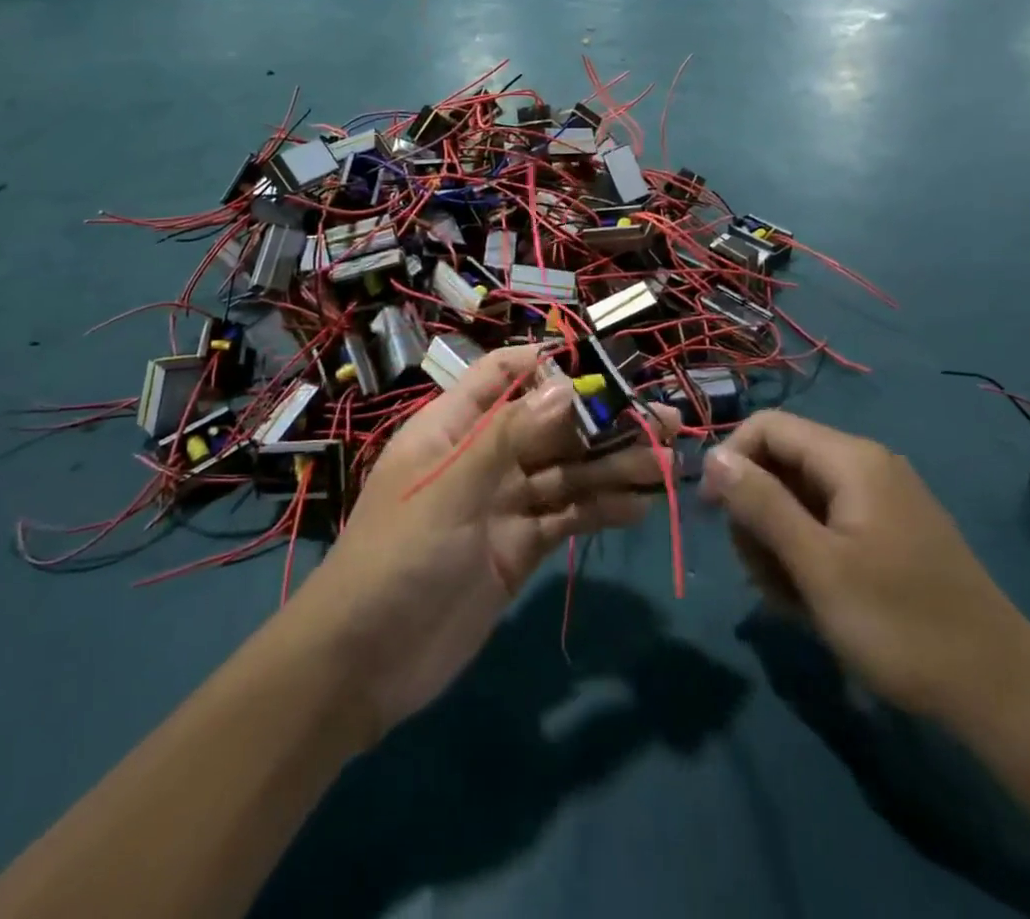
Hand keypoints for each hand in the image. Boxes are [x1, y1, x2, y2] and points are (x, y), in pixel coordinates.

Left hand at [290, 346, 669, 746]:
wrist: (363, 663)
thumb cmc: (397, 557)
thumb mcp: (449, 489)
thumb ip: (507, 437)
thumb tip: (565, 386)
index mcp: (452, 426)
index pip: (502, 375)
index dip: (549, 366)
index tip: (604, 368)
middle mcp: (482, 457)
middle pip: (548, 425)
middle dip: (601, 420)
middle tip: (662, 418)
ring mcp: (502, 504)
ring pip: (565, 472)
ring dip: (612, 466)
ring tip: (666, 462)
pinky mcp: (518, 548)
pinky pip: (565, 517)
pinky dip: (599, 510)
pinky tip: (638, 507)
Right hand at [701, 411, 1029, 722]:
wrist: (1001, 693)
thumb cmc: (900, 624)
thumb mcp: (818, 566)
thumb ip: (761, 504)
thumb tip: (713, 456)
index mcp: (851, 459)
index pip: (767, 427)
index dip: (730, 460)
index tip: (712, 513)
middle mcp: (865, 466)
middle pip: (780, 464)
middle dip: (757, 514)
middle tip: (761, 575)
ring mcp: (880, 501)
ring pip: (799, 499)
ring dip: (779, 543)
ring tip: (791, 599)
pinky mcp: (888, 533)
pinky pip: (826, 525)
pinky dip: (807, 556)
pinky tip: (813, 601)